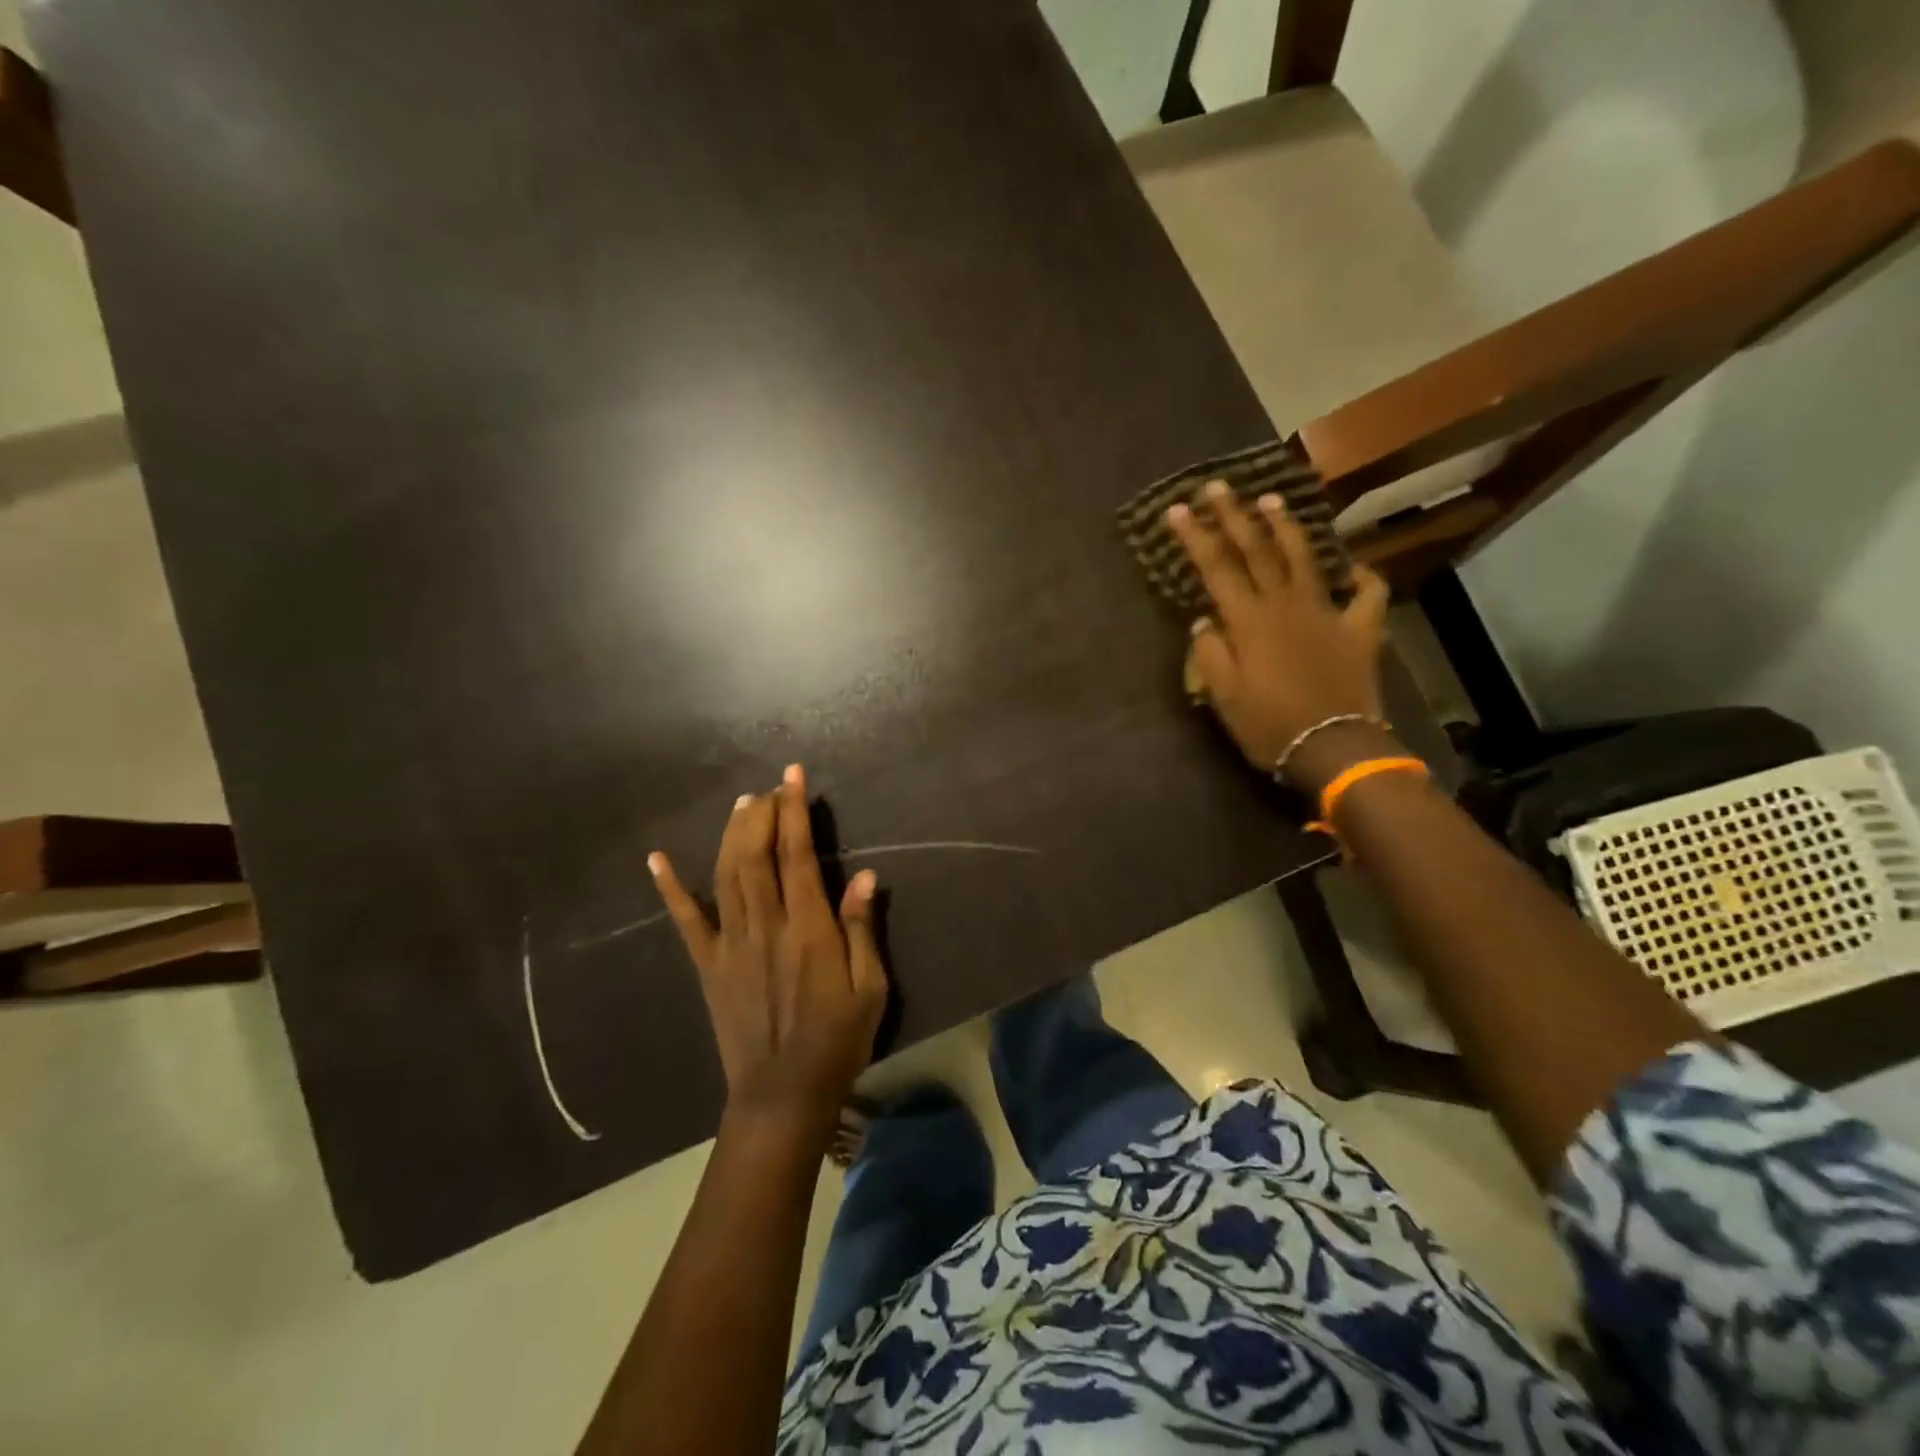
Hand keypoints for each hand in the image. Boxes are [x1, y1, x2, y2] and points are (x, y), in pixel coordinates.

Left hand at [649, 765, 887, 1139]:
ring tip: (741, 805)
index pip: (798, 854)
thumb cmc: (838, 1040)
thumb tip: (866, 876)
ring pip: (726, 875)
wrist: (783, 1095)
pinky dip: (670, 888)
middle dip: (762, 813)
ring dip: (731, 834)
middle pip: (756, 854)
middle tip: (769, 789)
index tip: (792, 777)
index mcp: (808, 928)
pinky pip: (686, 921)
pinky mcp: (708, 965)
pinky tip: (656, 859)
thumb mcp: (870, 987)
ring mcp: (731, 944)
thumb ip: (861, 929)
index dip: (794, 811)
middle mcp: (765, 925)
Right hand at [1168, 481, 1394, 792]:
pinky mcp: (1360, 629)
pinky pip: (1367, 595)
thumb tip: (1204, 621)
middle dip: (1234, 516)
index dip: (1194, 537)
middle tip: (1217, 487)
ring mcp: (1327, 613)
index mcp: (1249, 621)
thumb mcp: (1223, 696)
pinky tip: (1355, 568)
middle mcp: (1286, 605)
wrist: (1334, 748)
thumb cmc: (1269, 726)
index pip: (1216, 568)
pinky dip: (1363, 577)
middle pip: (1257, 551)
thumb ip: (1210, 653)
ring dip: (1286, 527)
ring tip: (1272, 500)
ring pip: (1305, 559)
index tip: (1176, 509)